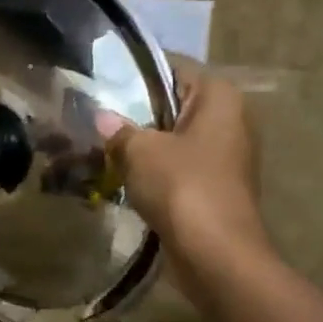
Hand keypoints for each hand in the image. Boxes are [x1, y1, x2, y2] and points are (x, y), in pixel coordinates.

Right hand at [97, 69, 267, 268]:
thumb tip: (101, 117)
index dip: (135, 73)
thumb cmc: (182, 187)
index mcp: (219, 97)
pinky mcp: (214, 186)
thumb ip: (119, 129)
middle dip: (135, 111)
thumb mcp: (140, 151)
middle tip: (93, 115)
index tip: (100, 81)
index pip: (172, 68)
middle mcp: (229, 119)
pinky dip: (152, 170)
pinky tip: (120, 176)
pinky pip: (177, 167)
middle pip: (173, 104)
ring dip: (141, 144)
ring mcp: (224, 155)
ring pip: (173, 138)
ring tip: (100, 145)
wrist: (214, 253)